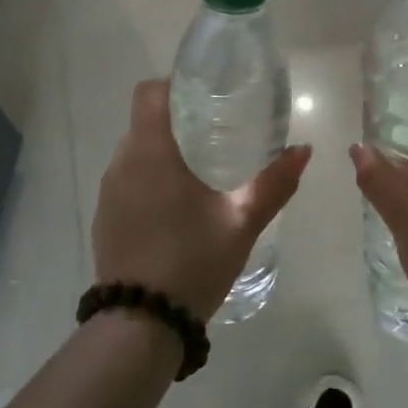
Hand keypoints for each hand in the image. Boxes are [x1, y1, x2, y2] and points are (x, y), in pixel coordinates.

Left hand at [93, 79, 311, 320]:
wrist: (141, 323)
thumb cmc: (193, 261)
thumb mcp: (241, 222)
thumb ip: (274, 184)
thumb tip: (304, 150)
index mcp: (152, 152)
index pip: (150, 93)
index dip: (175, 84)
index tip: (204, 93)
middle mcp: (122, 164)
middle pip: (144, 121)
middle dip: (176, 120)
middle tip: (215, 132)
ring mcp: (108, 192)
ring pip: (134, 153)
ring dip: (161, 153)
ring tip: (198, 170)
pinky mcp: (104, 218)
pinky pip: (126, 182)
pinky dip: (148, 180)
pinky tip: (174, 208)